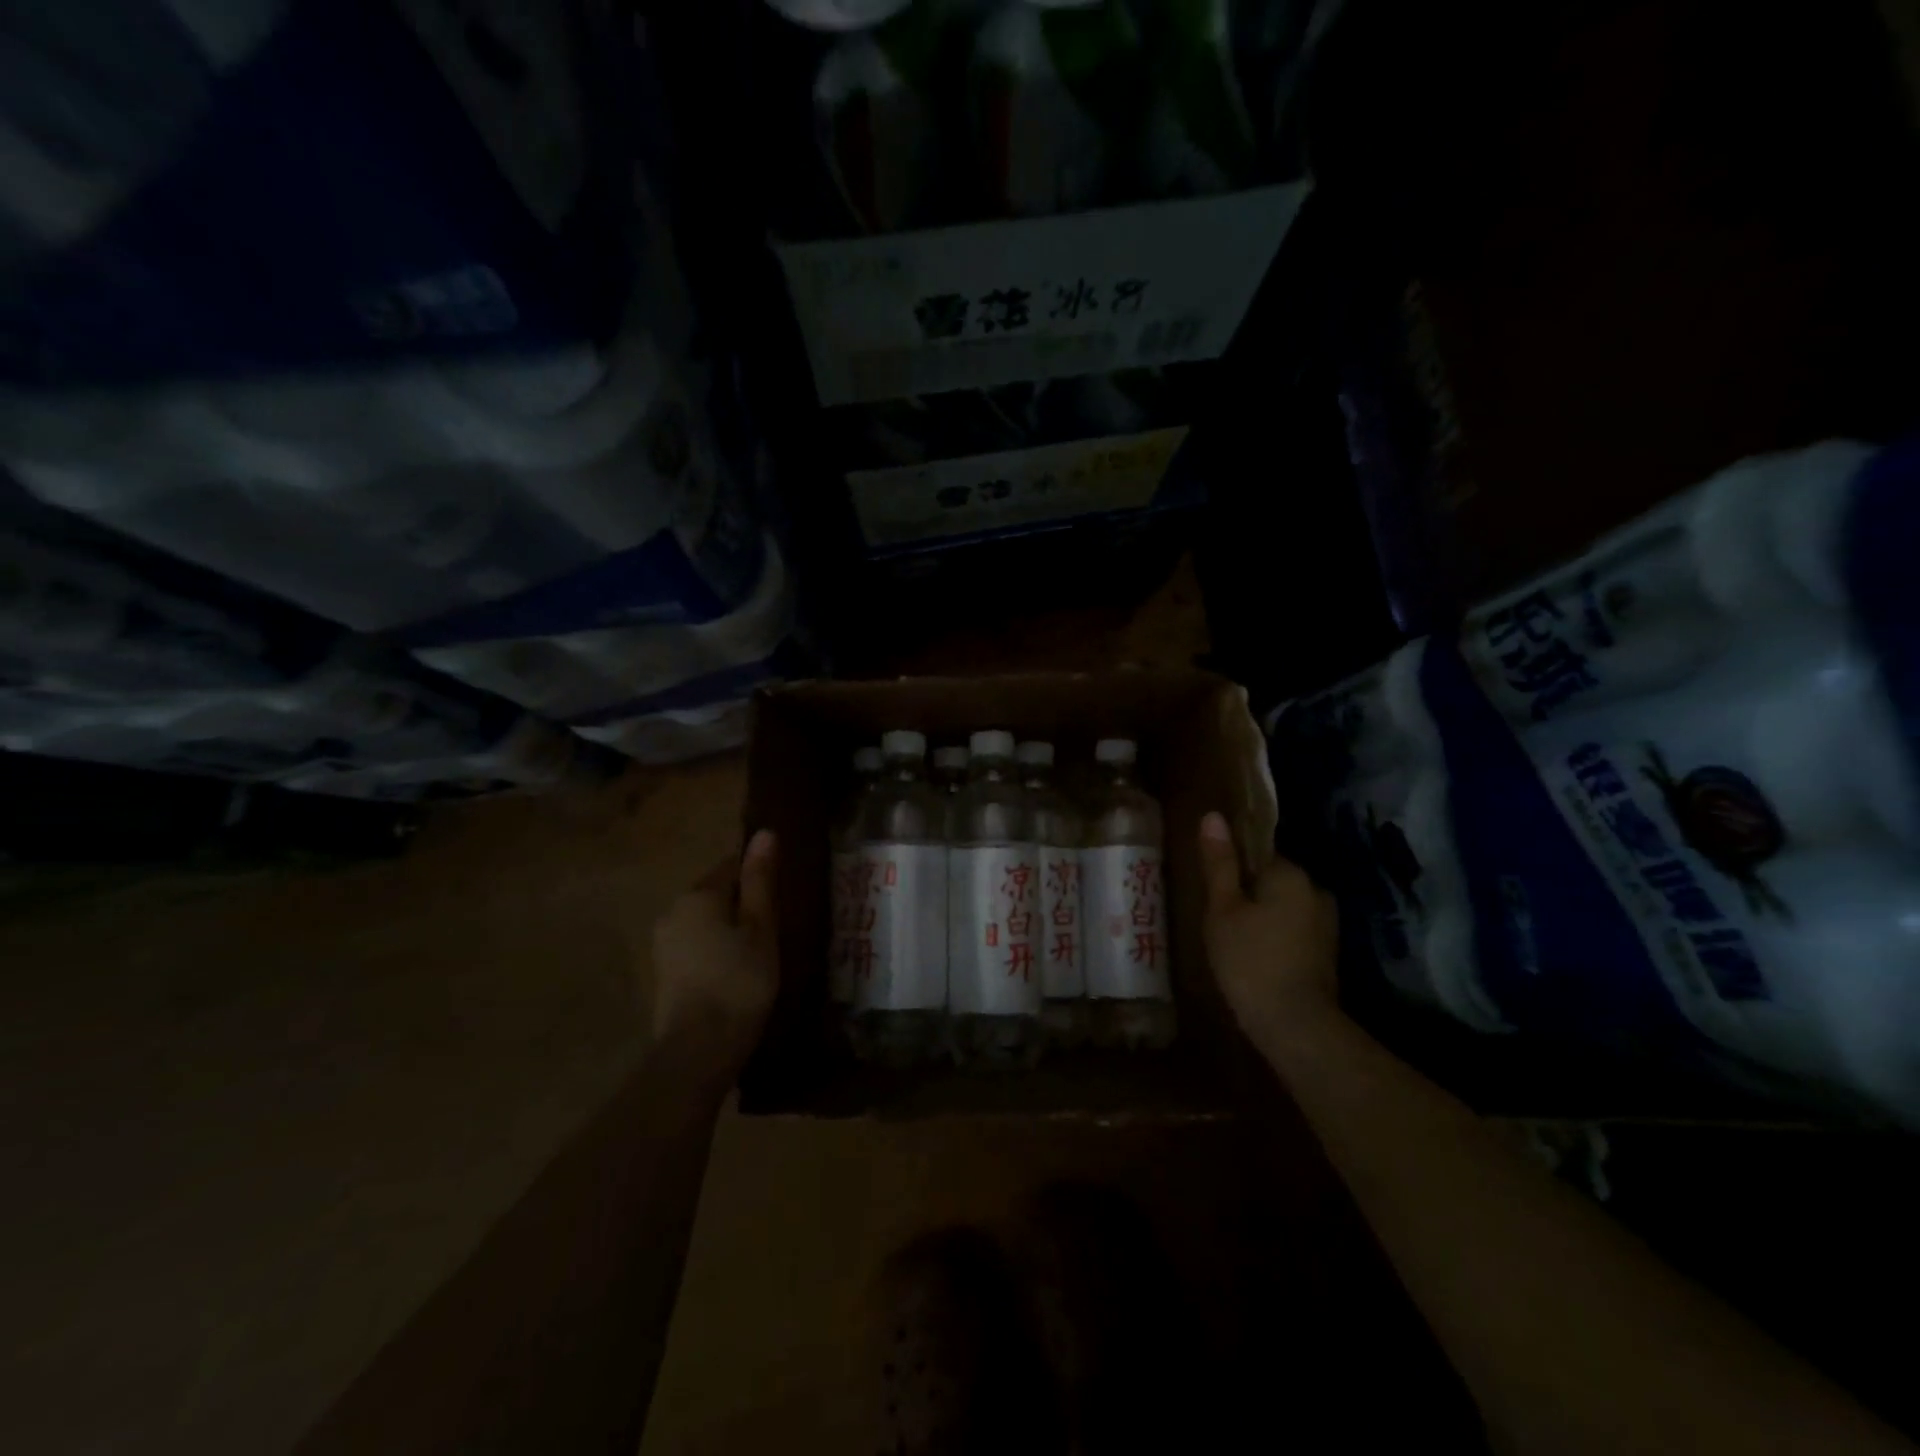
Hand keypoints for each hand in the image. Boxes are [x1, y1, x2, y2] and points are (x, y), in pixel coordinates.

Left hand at [650, 829, 778, 1070]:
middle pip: (716, 894)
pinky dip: (715, 952)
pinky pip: (696, 947)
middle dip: (743, 905)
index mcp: (698, 894)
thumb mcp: (761, 927)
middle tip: (776, 929)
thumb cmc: (740, 981)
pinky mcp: (663, 974)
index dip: (759, 878)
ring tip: (759, 955)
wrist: (698, 1051)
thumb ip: (760, 880)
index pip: (732, 866)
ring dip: (729, 930)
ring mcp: (663, 944)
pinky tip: (735, 975)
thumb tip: (764, 832)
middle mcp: (673, 911)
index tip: (782, 900)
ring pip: (705, 922)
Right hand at [1196, 812, 1340, 1056]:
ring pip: (1283, 906)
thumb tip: (1213, 816)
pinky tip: (1256, 960)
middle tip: (1219, 922)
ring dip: (1262, 918)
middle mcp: (1316, 890)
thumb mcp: (1223, 909)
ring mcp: (1326, 923)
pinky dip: (1276, 938)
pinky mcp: (1328, 951)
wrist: (1295, 1026)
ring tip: (1234, 944)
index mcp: (1290, 874)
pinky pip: (1294, 930)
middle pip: (1271, 880)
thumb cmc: (1250, 960)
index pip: (1257, 854)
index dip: (1231, 872)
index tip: (1214, 895)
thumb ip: (1220, 863)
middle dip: (1247, 895)